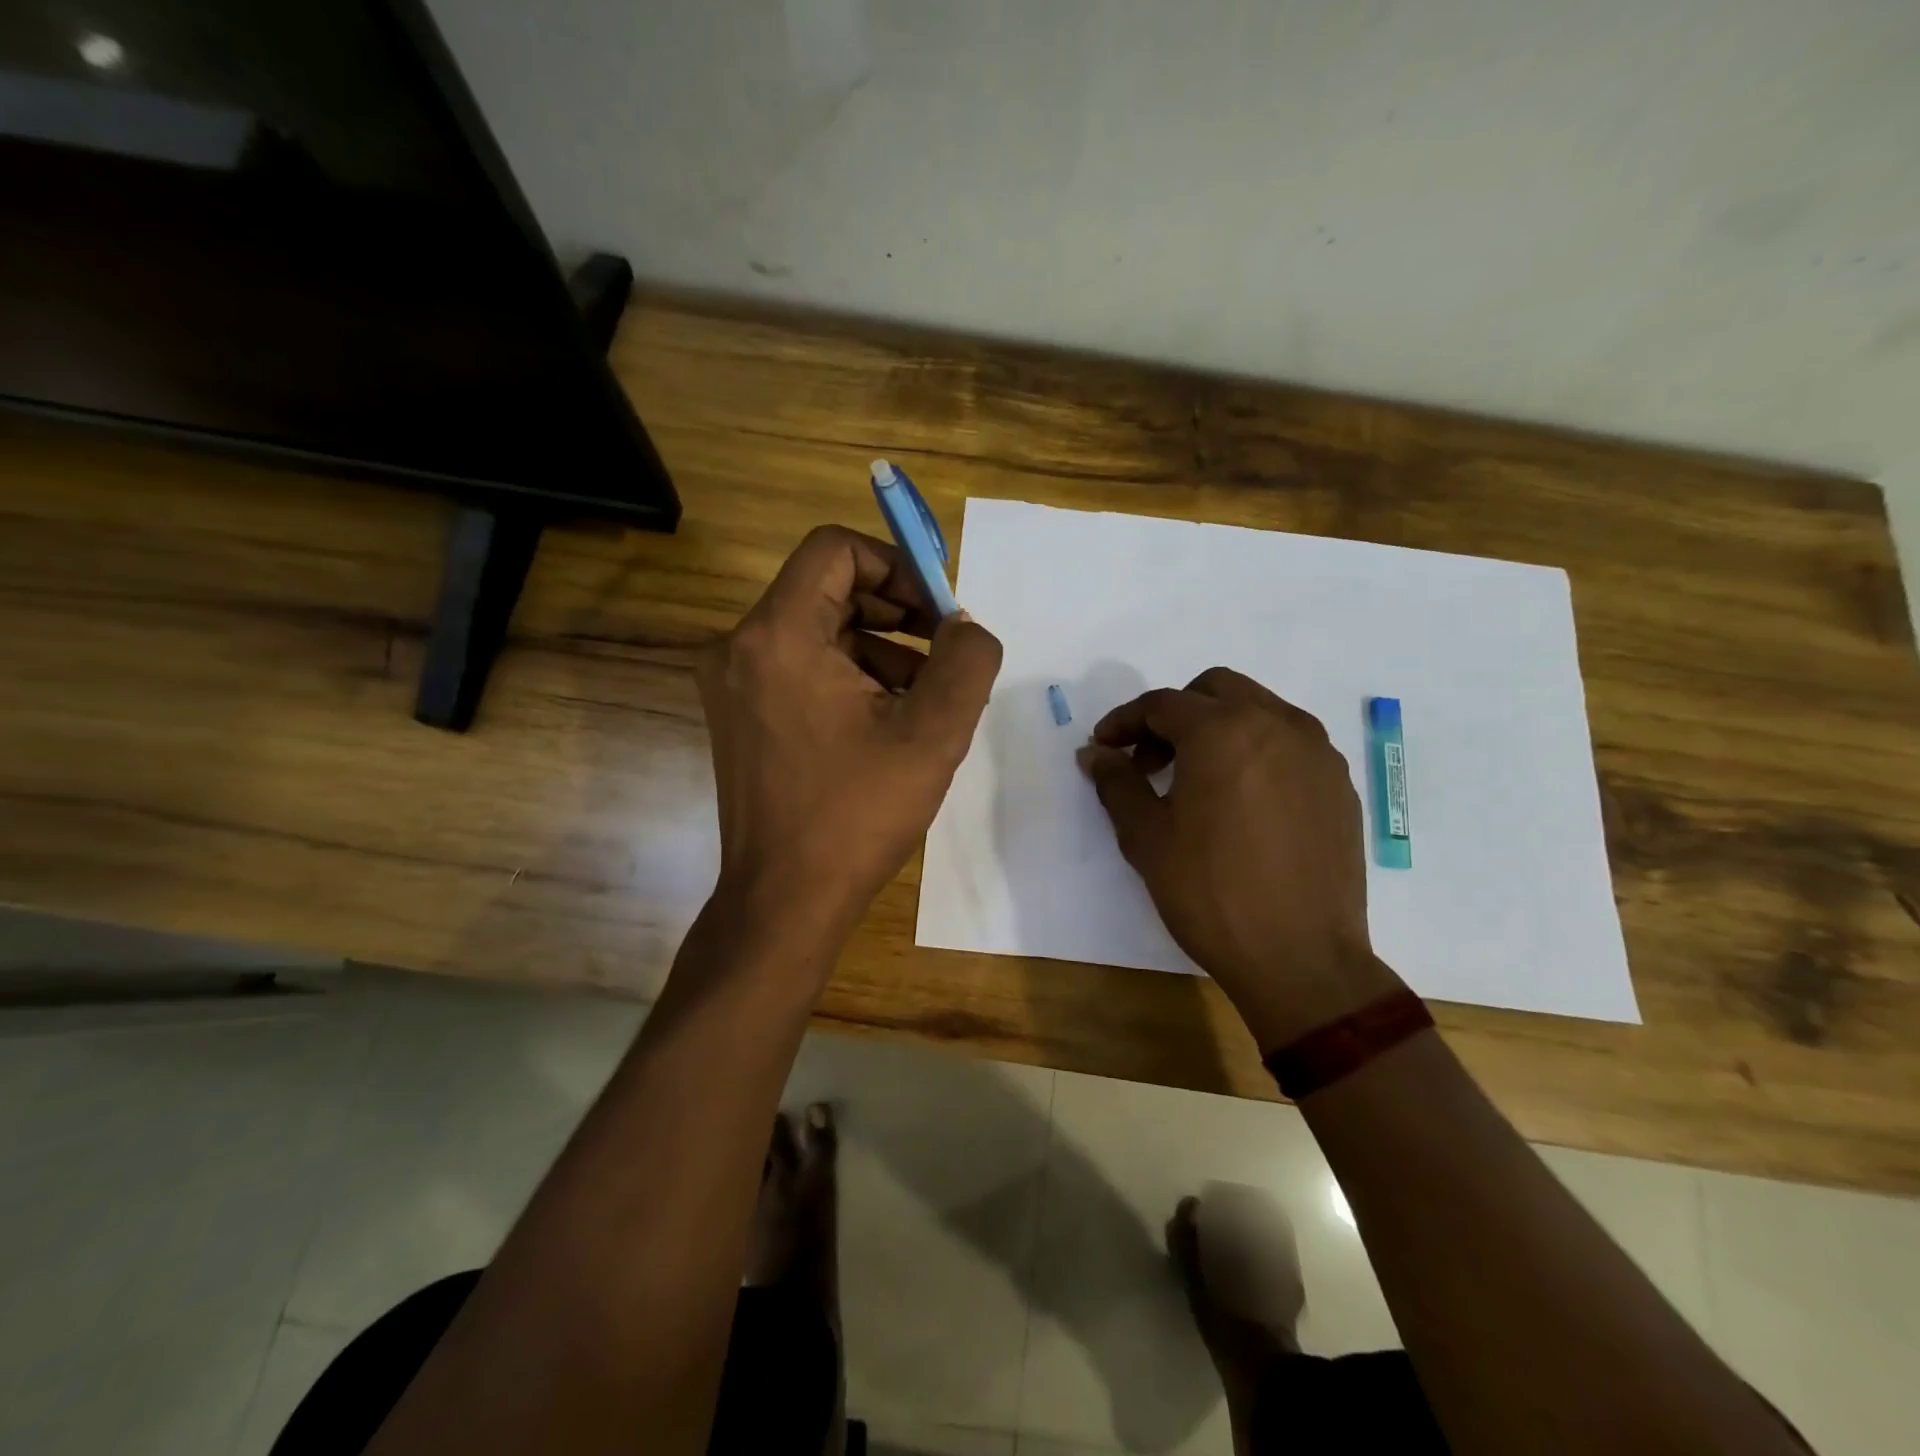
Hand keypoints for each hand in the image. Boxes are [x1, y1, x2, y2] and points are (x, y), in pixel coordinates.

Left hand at [698, 525, 1002, 950]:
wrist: (785, 901)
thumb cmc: (857, 814)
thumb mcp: (934, 733)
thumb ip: (967, 661)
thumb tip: (964, 626)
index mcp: (778, 636)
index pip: (835, 550)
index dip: (896, 565)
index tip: (939, 610)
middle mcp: (741, 647)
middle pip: (828, 590)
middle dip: (897, 612)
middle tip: (946, 650)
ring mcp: (733, 684)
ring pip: (819, 632)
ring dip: (881, 650)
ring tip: (929, 697)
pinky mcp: (741, 715)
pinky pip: (802, 669)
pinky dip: (851, 678)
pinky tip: (891, 721)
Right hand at [1078, 667, 1402, 1046]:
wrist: (1302, 959)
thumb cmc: (1211, 894)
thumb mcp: (1146, 837)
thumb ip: (1117, 783)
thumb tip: (1094, 753)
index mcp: (1223, 731)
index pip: (1161, 705)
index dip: (1124, 722)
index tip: (1103, 748)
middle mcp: (1276, 724)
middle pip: (1214, 690)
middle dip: (1173, 714)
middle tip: (1150, 760)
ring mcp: (1316, 751)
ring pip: (1257, 710)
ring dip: (1217, 727)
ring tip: (1195, 780)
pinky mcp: (1338, 782)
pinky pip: (1288, 743)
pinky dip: (1255, 751)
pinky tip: (1240, 801)